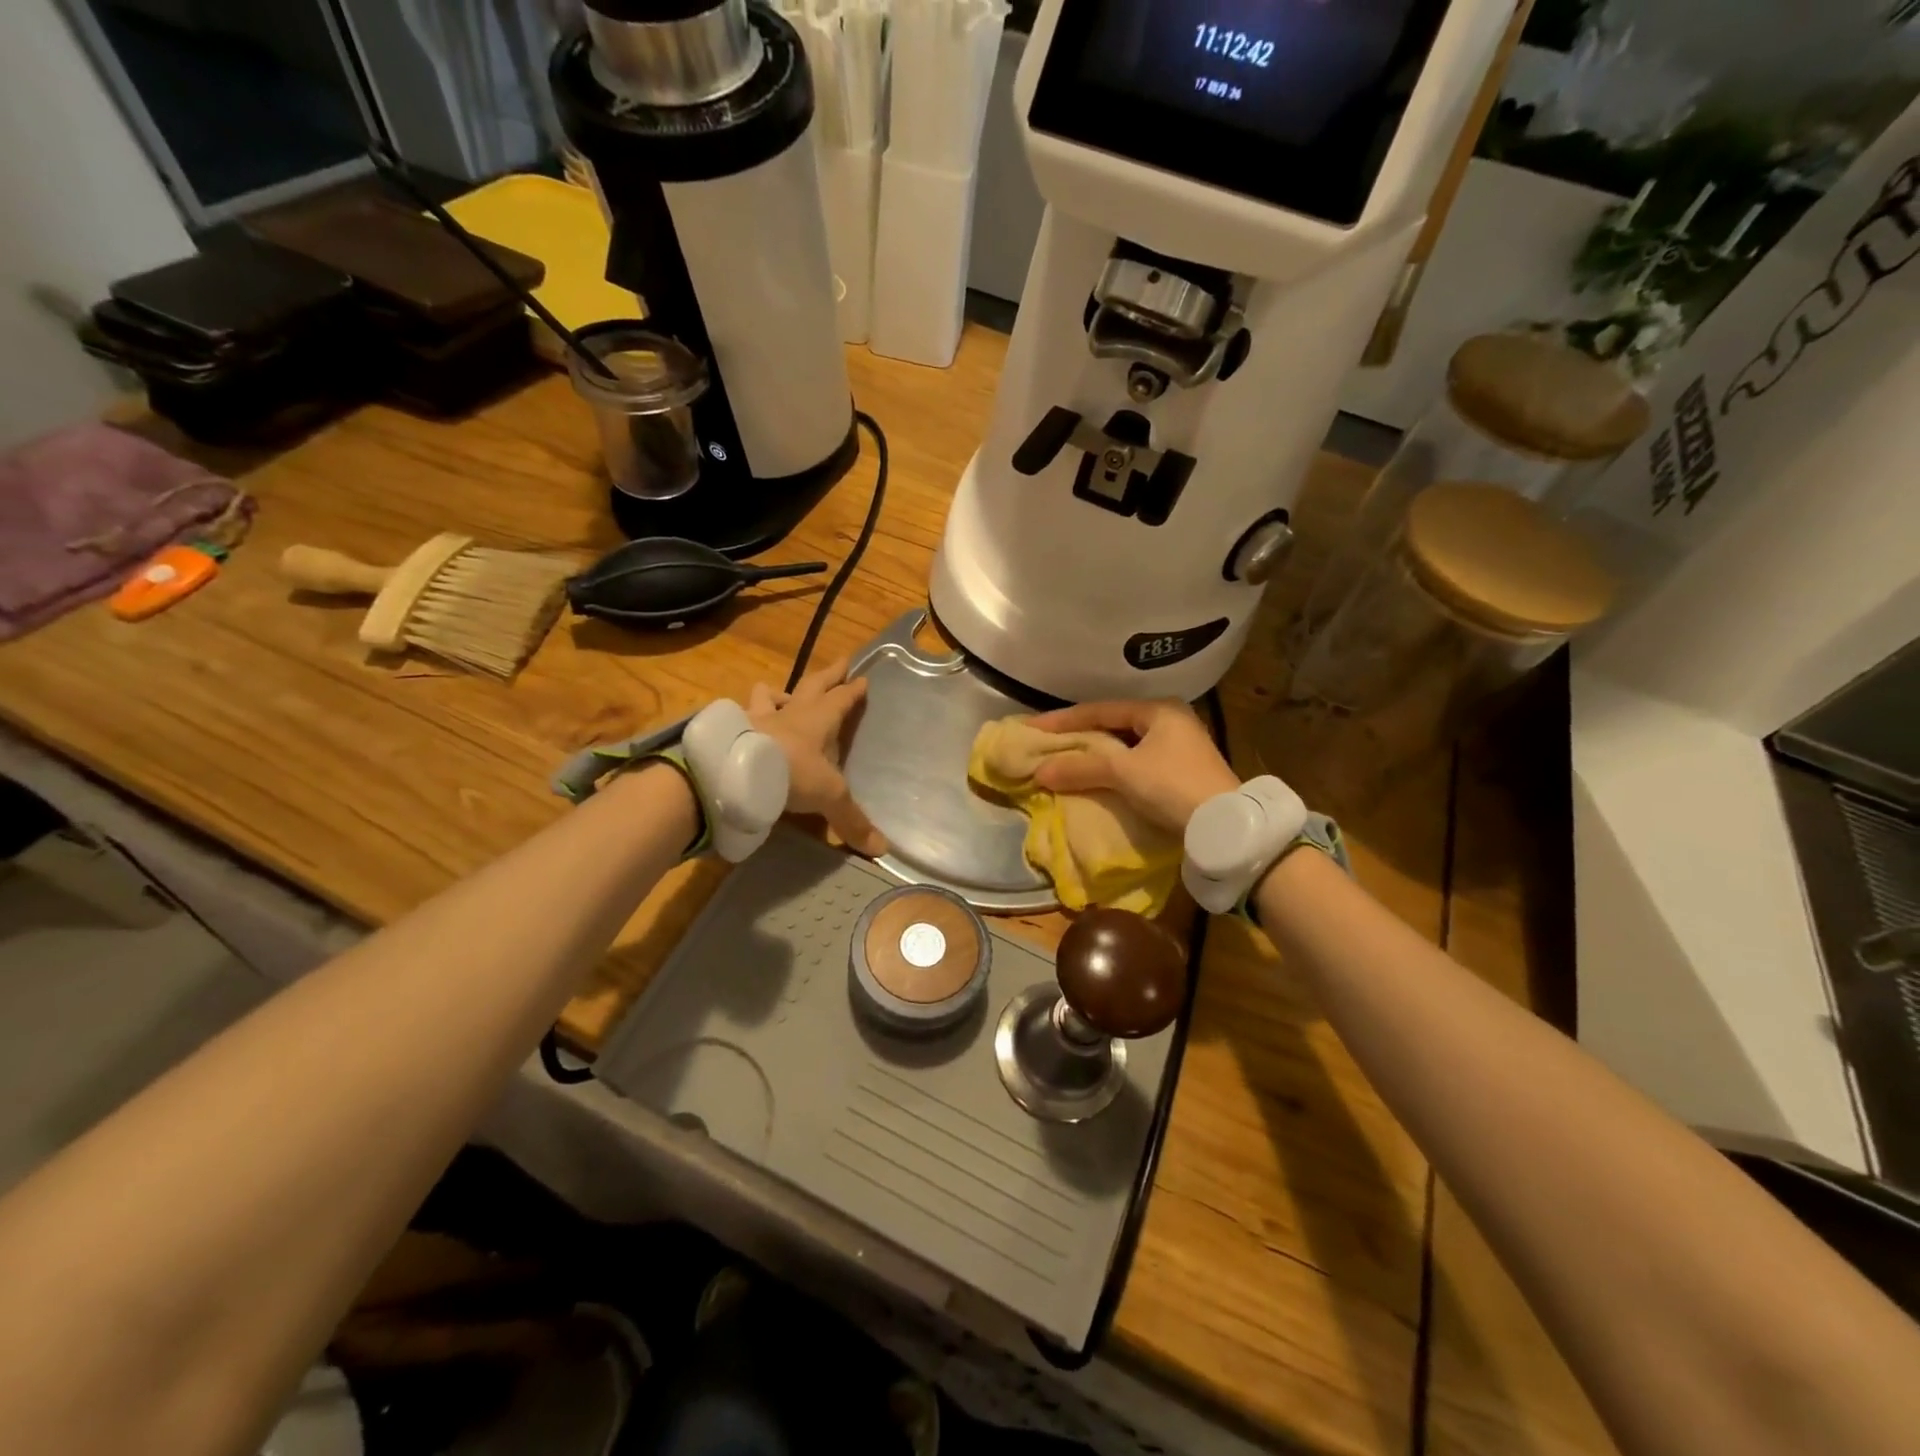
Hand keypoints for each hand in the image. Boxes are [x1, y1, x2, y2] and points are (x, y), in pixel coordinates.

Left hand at [747, 659, 888, 856]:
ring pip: (769, 695)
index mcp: (818, 721)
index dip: (853, 691)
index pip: (841, 700)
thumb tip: (882, 850)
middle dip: (829, 675)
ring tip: (781, 695)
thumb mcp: (828, 797)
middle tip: (841, 661)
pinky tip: (742, 722)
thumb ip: (851, 821)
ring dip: (779, 693)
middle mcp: (789, 713)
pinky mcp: (731, 730)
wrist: (735, 772)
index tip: (862, 678)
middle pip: (812, 686)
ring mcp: (756, 718)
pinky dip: (743, 717)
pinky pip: (739, 716)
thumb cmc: (790, 773)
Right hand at [1026, 699, 1239, 834]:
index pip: (1100, 710)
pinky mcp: (1181, 772)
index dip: (1063, 719)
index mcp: (1159, 709)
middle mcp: (1171, 721)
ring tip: (1065, 759)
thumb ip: (1080, 767)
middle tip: (1046, 743)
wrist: (1224, 825)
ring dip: (1095, 753)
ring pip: (1125, 745)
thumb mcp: (1123, 772)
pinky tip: (1095, 776)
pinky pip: (1135, 763)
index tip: (1031, 728)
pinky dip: (1112, 768)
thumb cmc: (1173, 786)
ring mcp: (1179, 747)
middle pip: (1113, 725)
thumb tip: (1039, 771)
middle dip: (1078, 735)